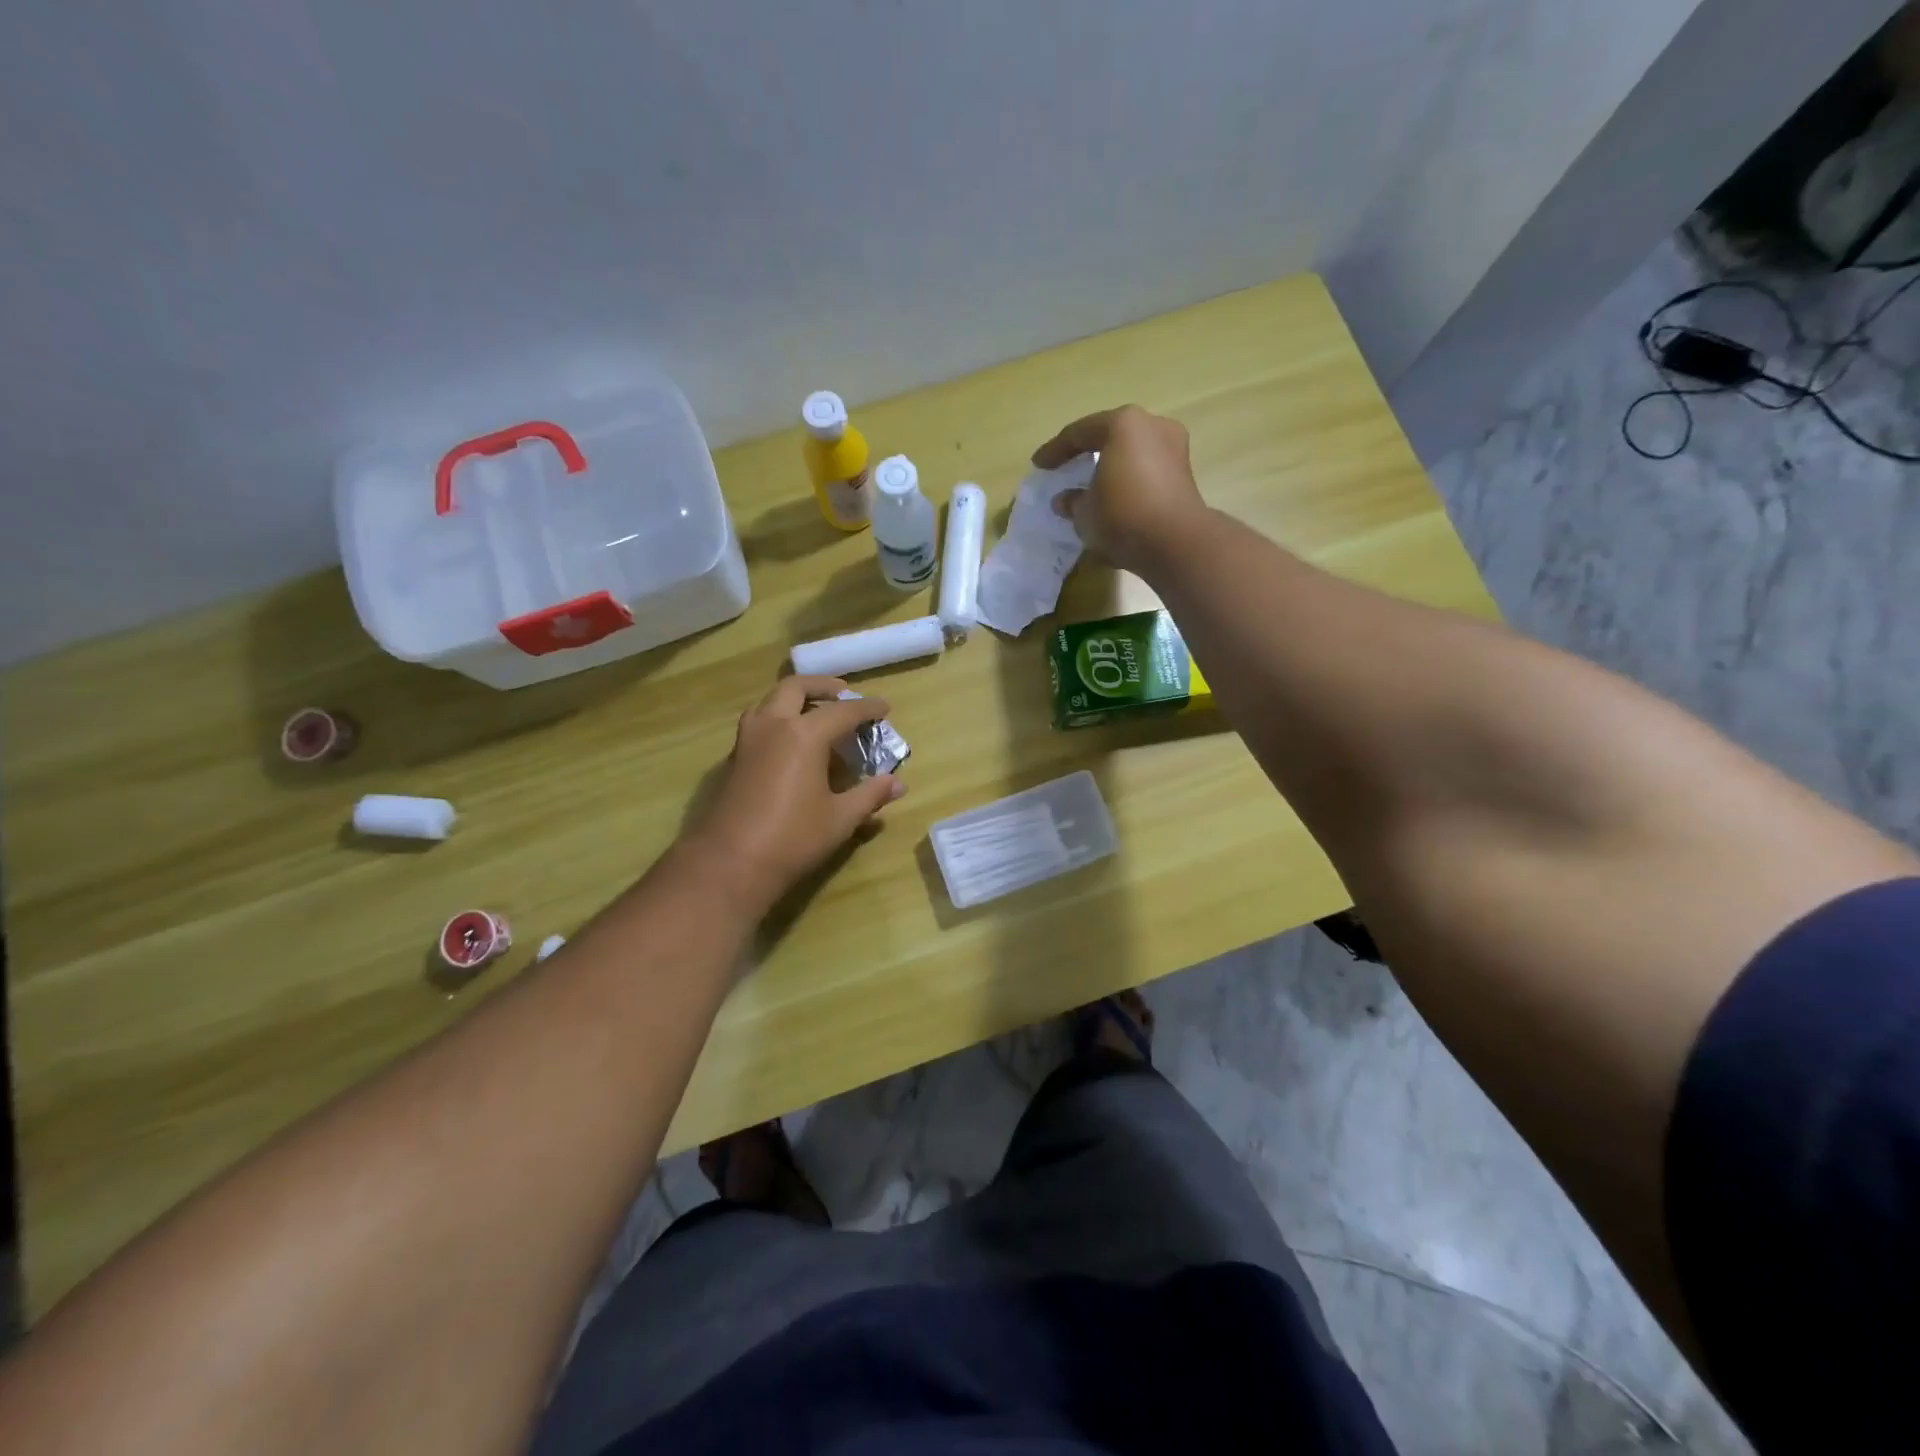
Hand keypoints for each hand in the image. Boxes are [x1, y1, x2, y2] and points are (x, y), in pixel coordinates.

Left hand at [684, 676, 904, 915]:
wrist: (729, 864)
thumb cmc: (793, 839)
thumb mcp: (840, 818)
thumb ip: (870, 795)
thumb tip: (897, 784)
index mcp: (804, 734)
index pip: (844, 711)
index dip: (868, 708)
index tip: (885, 707)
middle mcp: (773, 725)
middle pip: (797, 687)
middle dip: (824, 686)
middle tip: (845, 693)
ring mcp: (747, 740)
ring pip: (770, 700)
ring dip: (795, 698)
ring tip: (815, 712)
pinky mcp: (733, 758)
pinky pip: (758, 722)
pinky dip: (778, 718)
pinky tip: (791, 743)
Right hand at [1032, 405, 1204, 573]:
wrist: (1176, 543)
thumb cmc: (1122, 516)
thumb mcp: (1084, 513)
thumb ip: (1072, 501)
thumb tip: (1065, 500)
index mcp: (1123, 424)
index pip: (1079, 434)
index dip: (1055, 451)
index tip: (1039, 465)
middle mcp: (1152, 426)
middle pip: (1110, 437)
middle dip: (1087, 453)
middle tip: (1066, 468)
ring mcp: (1174, 447)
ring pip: (1131, 453)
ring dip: (1110, 468)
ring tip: (1091, 487)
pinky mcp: (1184, 474)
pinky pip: (1147, 470)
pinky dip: (1129, 481)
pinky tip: (1115, 498)